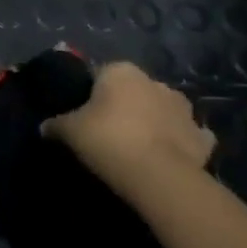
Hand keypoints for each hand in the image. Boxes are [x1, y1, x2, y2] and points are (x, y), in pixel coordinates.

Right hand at [40, 59, 215, 196]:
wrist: (157, 175)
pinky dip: (179, 142)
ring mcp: (184, 109)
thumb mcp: (69, 131)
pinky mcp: (202, 137)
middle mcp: (155, 82)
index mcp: (121, 71)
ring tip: (137, 146)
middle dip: (125, 105)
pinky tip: (167, 156)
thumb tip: (44, 127)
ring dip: (154, 121)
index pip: (101, 74)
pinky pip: (187, 135)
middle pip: (134, 91)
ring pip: (162, 110)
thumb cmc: (107, 140)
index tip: (83, 115)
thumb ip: (55, 124)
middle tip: (107, 131)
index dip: (91, 94)